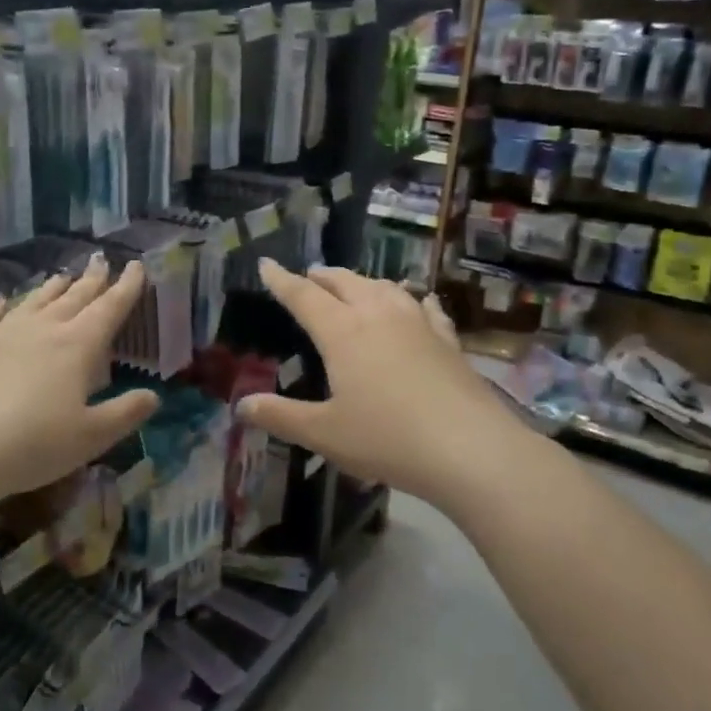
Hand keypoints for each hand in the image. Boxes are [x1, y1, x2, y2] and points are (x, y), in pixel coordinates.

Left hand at [0, 257, 160, 510]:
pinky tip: (2, 299)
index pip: (110, 308)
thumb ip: (125, 413)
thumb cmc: (34, 444)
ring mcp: (4, 335)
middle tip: (102, 262)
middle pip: (74, 297)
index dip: (126, 287)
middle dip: (92, 280)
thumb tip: (153, 396)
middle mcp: (43, 330)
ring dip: (53, 288)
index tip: (136, 266)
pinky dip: (1, 305)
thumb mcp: (92, 436)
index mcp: (77, 346)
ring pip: (35, 301)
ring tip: (63, 276)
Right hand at [237, 260, 518, 510]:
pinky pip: (425, 308)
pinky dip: (414, 299)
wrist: (469, 447)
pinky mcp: (448, 340)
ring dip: (363, 282)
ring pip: (385, 288)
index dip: (282, 281)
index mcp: (342, 332)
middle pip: (345, 283)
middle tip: (309, 275)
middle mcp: (378, 315)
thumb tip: (241, 405)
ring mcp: (417, 324)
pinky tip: (419, 301)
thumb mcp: (324, 433)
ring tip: (355, 285)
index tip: (267, 263)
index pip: (304, 297)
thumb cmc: (386, 438)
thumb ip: (281, 417)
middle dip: (323, 276)